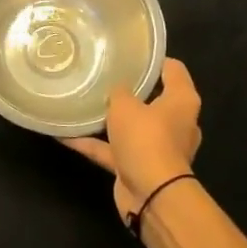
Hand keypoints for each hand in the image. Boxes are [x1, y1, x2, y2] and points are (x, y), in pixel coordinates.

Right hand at [63, 58, 201, 222]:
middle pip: (153, 98)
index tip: (131, 52)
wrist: (152, 196)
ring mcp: (157, 147)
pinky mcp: (139, 167)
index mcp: (182, 101)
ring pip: (131, 126)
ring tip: (84, 102)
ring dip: (110, 119)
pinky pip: (112, 150)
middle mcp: (175, 123)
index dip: (154, 59)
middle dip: (130, 89)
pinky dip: (92, 143)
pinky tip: (64, 134)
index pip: (173, 70)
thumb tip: (117, 90)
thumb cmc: (146, 139)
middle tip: (104, 74)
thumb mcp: (126, 105)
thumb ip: (119, 92)